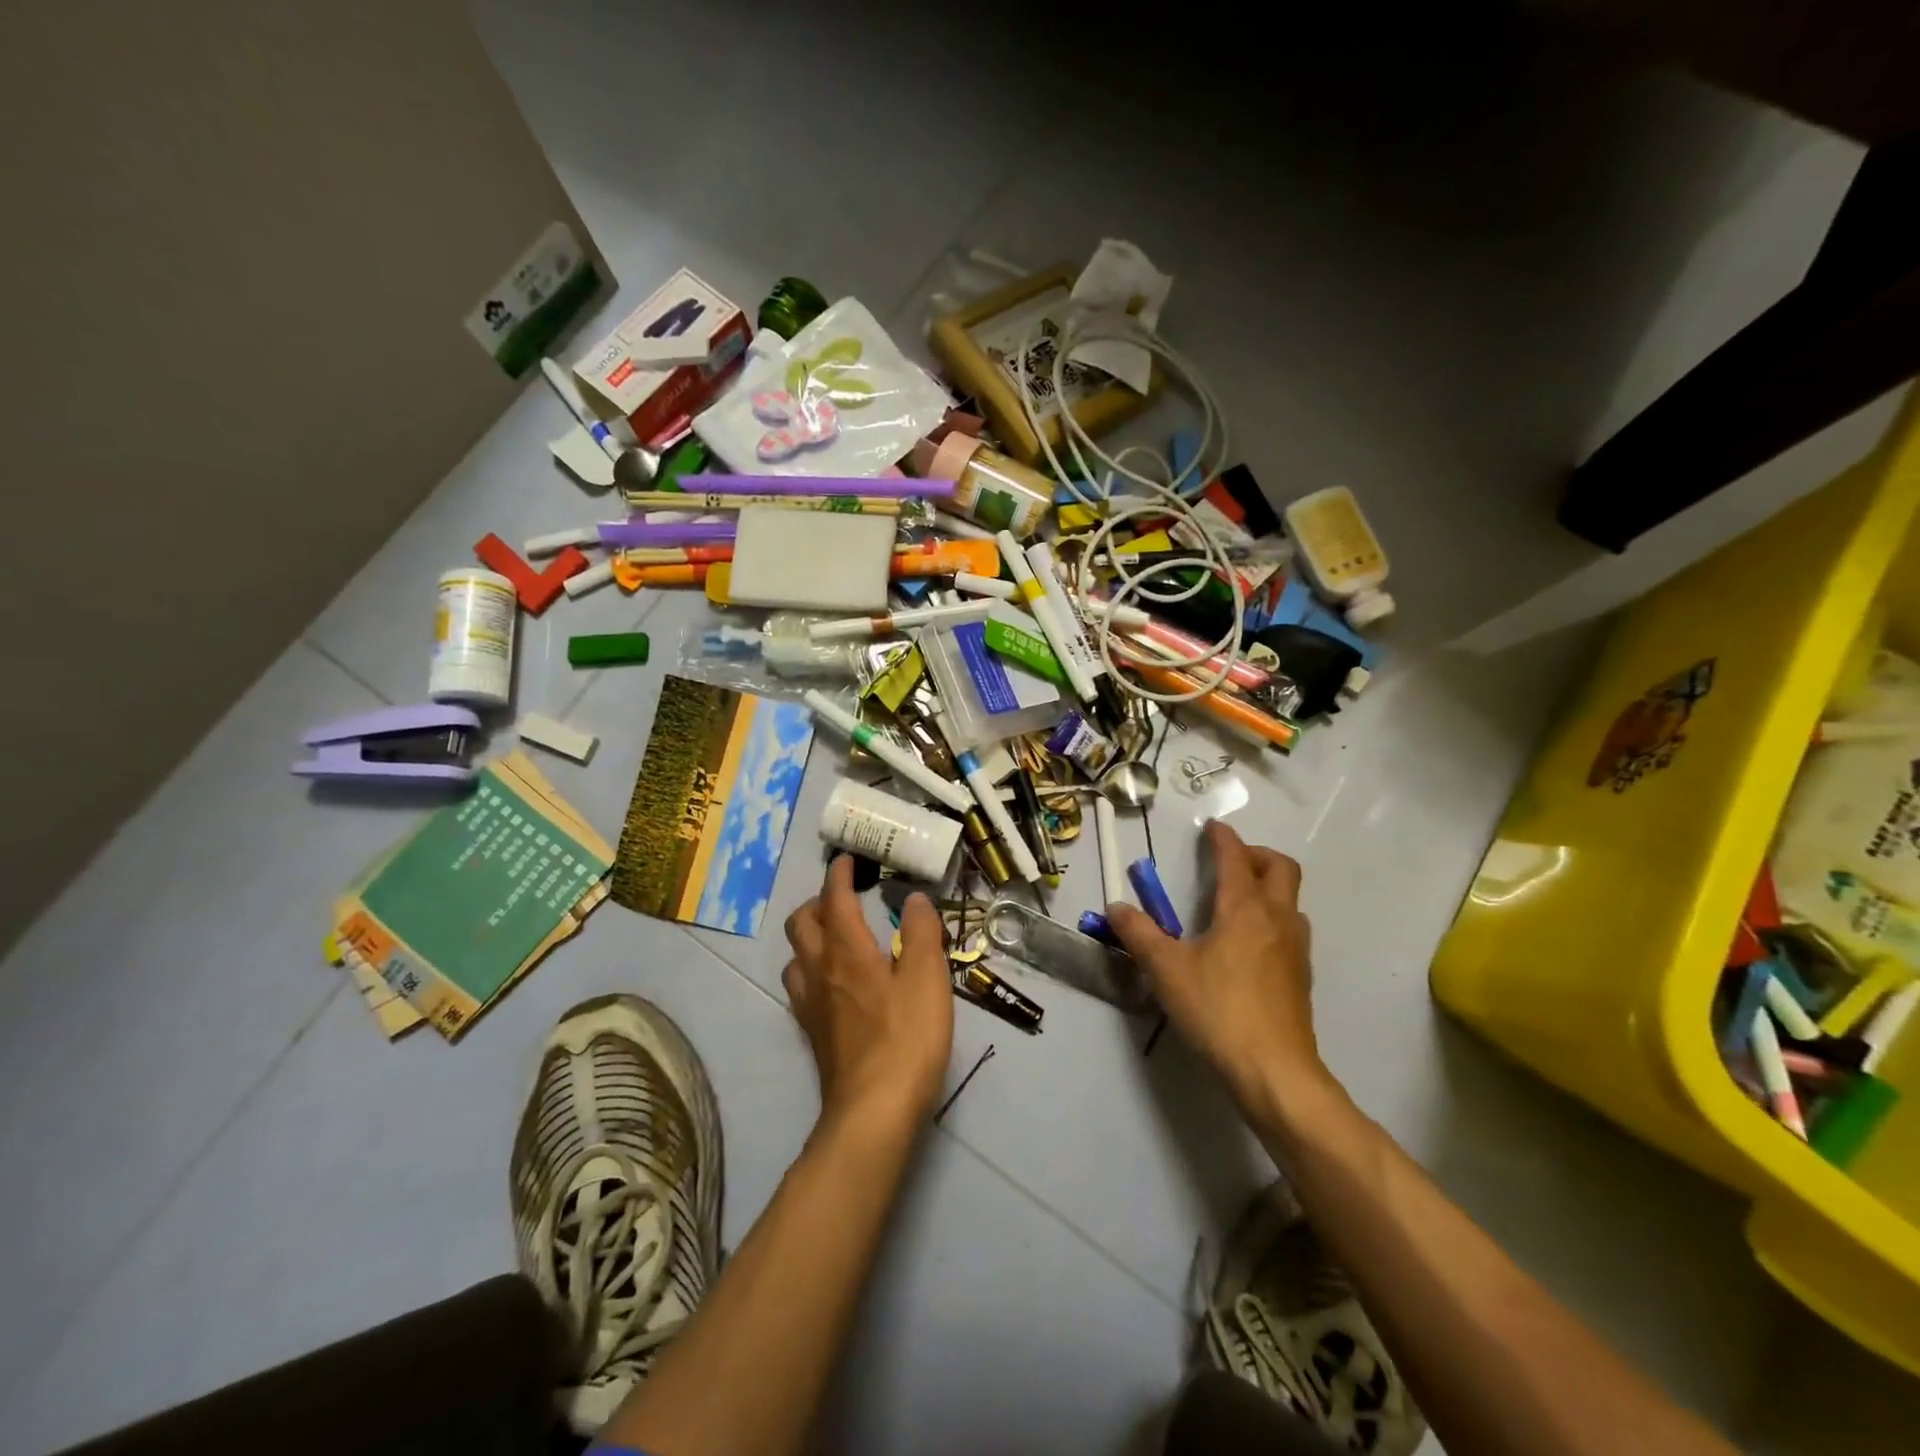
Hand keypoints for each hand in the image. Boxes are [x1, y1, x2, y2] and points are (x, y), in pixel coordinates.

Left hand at [783, 855, 954, 1132]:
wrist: (873, 1111)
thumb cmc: (906, 1037)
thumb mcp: (927, 978)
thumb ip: (921, 932)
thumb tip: (914, 899)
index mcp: (847, 950)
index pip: (834, 898)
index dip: (838, 874)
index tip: (847, 859)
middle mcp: (820, 970)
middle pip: (801, 923)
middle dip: (818, 901)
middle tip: (844, 898)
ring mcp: (811, 1004)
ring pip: (795, 955)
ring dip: (810, 937)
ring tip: (836, 938)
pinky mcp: (812, 1033)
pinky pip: (800, 987)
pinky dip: (811, 970)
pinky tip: (832, 983)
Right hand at [1107, 821, 1332, 1119]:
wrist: (1275, 1072)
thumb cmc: (1218, 1010)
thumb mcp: (1166, 970)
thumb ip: (1139, 934)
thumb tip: (1116, 906)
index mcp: (1244, 909)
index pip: (1236, 858)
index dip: (1223, 838)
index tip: (1212, 828)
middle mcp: (1276, 919)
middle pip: (1281, 868)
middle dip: (1255, 855)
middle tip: (1228, 861)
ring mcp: (1295, 949)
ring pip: (1290, 899)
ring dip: (1268, 887)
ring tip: (1235, 901)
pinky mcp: (1300, 977)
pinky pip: (1290, 928)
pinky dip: (1272, 917)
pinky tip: (1248, 944)